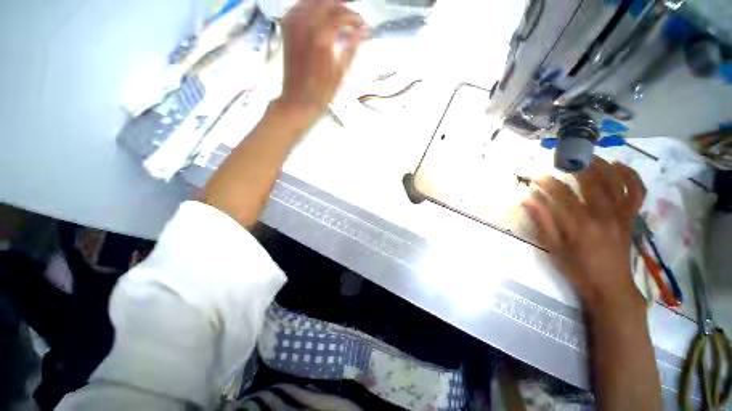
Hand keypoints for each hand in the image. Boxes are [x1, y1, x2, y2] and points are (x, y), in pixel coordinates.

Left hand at [277, 0, 366, 122]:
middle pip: (327, 2)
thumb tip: (362, 31)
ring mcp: (293, 24)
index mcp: (322, 36)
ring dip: (327, 4)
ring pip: (313, 1)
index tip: (362, 24)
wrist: (298, 100)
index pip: (342, 14)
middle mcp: (306, 24)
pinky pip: (300, 6)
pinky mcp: (287, 28)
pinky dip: (312, 6)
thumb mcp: (341, 72)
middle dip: (342, 5)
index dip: (355, 17)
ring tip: (339, 13)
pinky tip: (319, 14)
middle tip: (353, 14)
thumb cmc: (321, 92)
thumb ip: (351, 48)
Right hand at [522, 157, 646, 312]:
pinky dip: (631, 176)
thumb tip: (527, 200)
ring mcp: (620, 214)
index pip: (561, 194)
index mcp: (579, 224)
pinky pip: (636, 192)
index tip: (536, 176)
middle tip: (563, 161)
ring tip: (590, 158)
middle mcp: (603, 214)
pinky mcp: (630, 217)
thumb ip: (542, 221)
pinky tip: (619, 167)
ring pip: (616, 181)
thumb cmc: (577, 268)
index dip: (547, 182)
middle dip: (576, 167)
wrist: (610, 286)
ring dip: (603, 165)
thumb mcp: (553, 247)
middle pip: (592, 181)